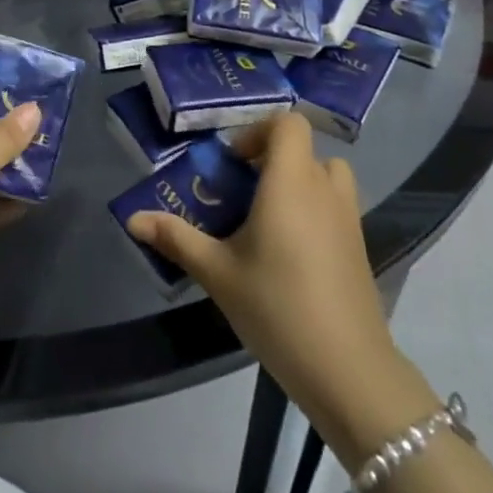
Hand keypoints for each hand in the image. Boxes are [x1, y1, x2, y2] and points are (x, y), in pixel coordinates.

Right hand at [125, 112, 414, 436]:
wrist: (347, 368)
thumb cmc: (276, 306)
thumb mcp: (217, 273)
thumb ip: (176, 239)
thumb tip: (133, 219)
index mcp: (290, 181)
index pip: (288, 123)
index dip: (259, 131)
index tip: (233, 163)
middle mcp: (324, 188)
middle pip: (304, 149)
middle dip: (271, 160)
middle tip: (242, 192)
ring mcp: (348, 218)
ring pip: (326, 175)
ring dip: (299, 181)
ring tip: (268, 217)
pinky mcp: (360, 247)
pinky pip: (336, 206)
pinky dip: (314, 209)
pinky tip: (290, 253)